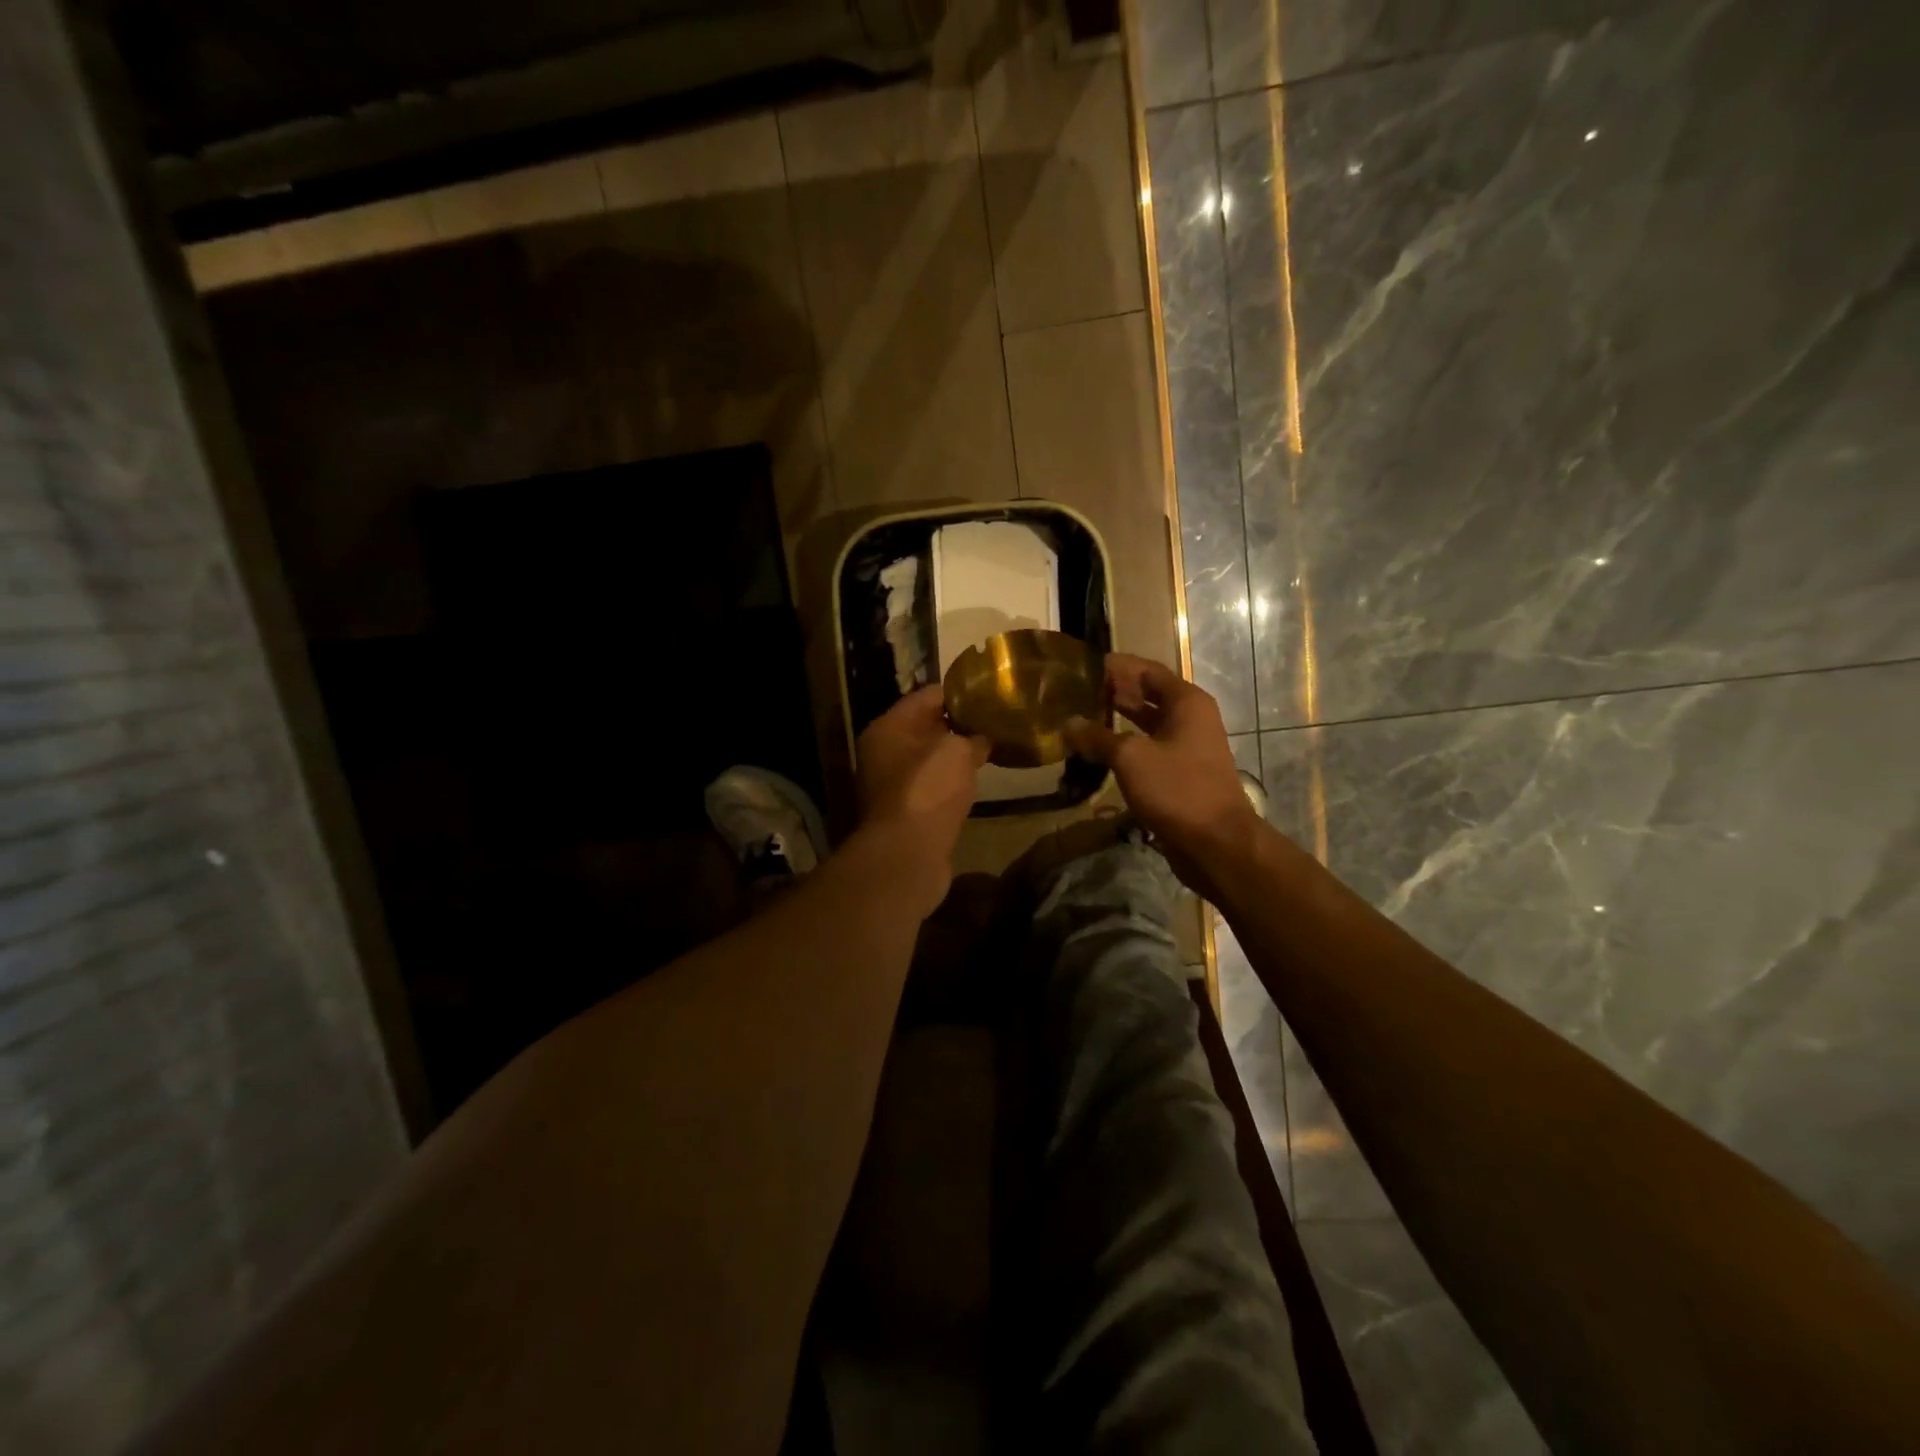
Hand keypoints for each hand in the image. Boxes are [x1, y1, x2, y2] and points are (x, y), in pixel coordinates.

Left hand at [855, 686, 988, 914]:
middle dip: (960, 723)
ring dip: (957, 755)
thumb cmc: (929, 789)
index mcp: (888, 728)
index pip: (927, 696)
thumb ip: (972, 736)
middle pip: (926, 727)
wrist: (908, 853)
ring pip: (930, 759)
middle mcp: (883, 752)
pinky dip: (952, 781)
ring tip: (992, 747)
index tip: (990, 693)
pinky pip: (933, 785)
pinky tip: (977, 780)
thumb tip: (984, 737)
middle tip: (996, 720)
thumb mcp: (958, 750)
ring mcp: (892, 784)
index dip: (960, 692)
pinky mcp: (906, 811)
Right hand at [1066, 654, 1261, 894]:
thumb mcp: (1130, 758)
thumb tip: (1069, 724)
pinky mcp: (1182, 774)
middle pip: (1149, 695)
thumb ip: (1098, 737)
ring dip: (1119, 721)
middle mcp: (1191, 718)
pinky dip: (1126, 746)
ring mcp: (1188, 747)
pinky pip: (1150, 749)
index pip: (1147, 670)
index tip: (1085, 666)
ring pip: (1148, 724)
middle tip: (1078, 692)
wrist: (1216, 843)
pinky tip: (1100, 753)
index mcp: (1186, 702)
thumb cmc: (1177, 788)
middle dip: (1115, 693)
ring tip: (1083, 718)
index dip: (1117, 666)